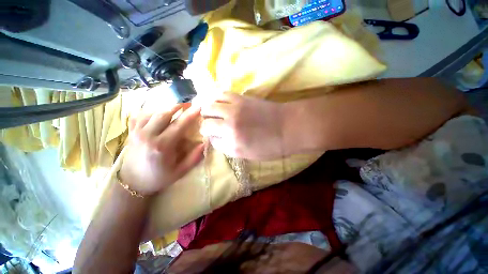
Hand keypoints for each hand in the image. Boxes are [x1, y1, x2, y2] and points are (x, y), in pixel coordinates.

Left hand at [120, 105, 203, 195]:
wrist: (132, 183)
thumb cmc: (158, 178)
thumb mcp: (180, 171)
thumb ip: (194, 158)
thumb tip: (204, 143)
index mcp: (162, 146)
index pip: (179, 125)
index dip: (190, 114)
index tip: (199, 106)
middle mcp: (148, 136)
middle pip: (164, 113)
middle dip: (177, 106)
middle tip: (187, 104)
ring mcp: (137, 133)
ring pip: (152, 112)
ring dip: (165, 108)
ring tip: (175, 108)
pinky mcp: (131, 133)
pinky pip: (139, 115)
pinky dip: (150, 111)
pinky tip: (157, 113)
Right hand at [200, 93, 287, 159]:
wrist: (288, 126)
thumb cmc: (271, 146)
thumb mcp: (248, 155)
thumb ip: (229, 148)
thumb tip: (216, 138)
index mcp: (233, 145)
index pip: (212, 141)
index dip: (212, 138)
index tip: (215, 136)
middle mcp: (229, 127)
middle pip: (206, 124)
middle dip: (206, 126)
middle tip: (211, 125)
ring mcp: (234, 111)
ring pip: (209, 107)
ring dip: (208, 111)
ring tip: (212, 113)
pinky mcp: (240, 98)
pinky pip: (221, 95)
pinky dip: (216, 99)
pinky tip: (220, 103)